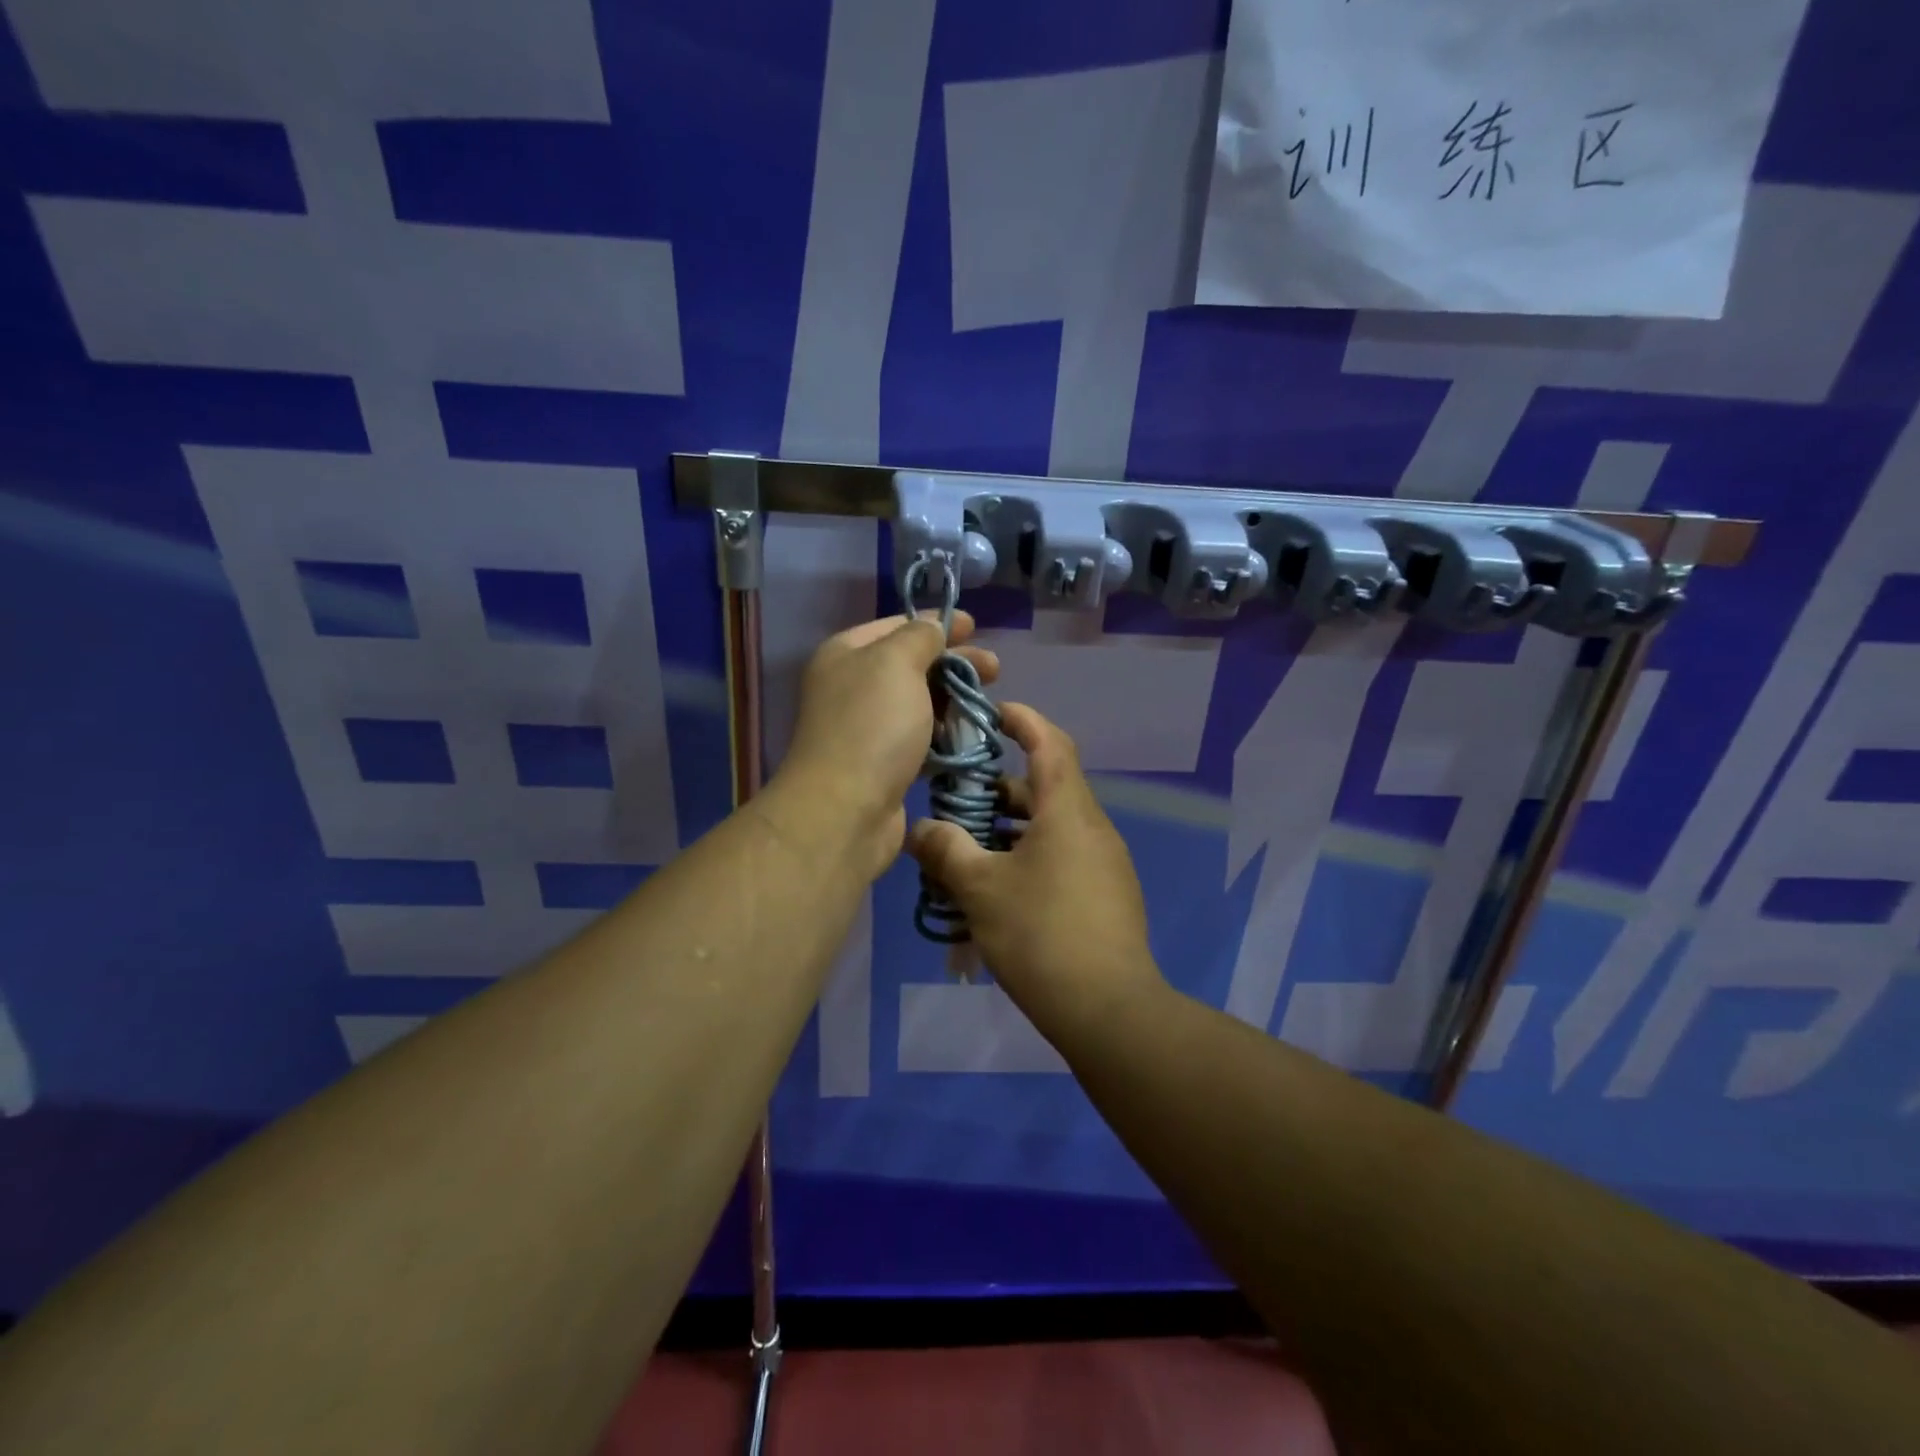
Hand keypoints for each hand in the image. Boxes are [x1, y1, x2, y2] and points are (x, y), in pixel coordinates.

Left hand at [769, 611, 998, 882]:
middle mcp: (852, 687)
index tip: (976, 627)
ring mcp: (867, 728)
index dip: (938, 623)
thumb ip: (920, 636)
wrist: (845, 811)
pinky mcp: (883, 765)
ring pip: (919, 704)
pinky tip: (971, 738)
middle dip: (954, 664)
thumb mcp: (896, 663)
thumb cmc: (871, 726)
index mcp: (846, 654)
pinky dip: (945, 736)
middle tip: (994, 670)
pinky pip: (920, 740)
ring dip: (954, 702)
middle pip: (912, 665)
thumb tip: (933, 627)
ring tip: (988, 707)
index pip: (897, 626)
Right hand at [905, 704, 1165, 1043]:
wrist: (1109, 1009)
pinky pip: (1061, 860)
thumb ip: (946, 851)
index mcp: (1067, 810)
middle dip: (998, 790)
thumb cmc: (1041, 933)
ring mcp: (1103, 863)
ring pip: (1050, 829)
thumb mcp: (981, 889)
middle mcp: (1091, 827)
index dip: (1023, 720)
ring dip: (1009, 831)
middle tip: (956, 802)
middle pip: (1044, 788)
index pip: (1050, 742)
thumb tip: (917, 830)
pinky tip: (996, 895)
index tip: (992, 713)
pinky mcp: (1106, 895)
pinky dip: (1027, 861)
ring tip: (966, 853)